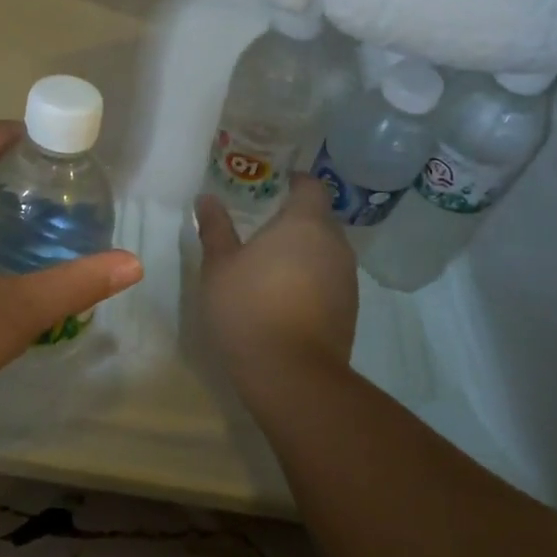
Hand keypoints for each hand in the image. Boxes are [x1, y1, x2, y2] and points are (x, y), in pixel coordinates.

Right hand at [194, 178, 357, 393]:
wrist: (291, 373)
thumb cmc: (248, 307)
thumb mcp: (219, 266)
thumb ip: (215, 228)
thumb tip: (206, 198)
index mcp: (305, 223)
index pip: (312, 186)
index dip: (295, 182)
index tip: (274, 186)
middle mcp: (334, 244)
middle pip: (320, 218)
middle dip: (296, 218)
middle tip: (263, 227)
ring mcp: (347, 277)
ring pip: (327, 250)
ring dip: (305, 251)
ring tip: (272, 264)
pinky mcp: (350, 308)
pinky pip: (331, 278)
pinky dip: (312, 278)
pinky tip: (286, 296)